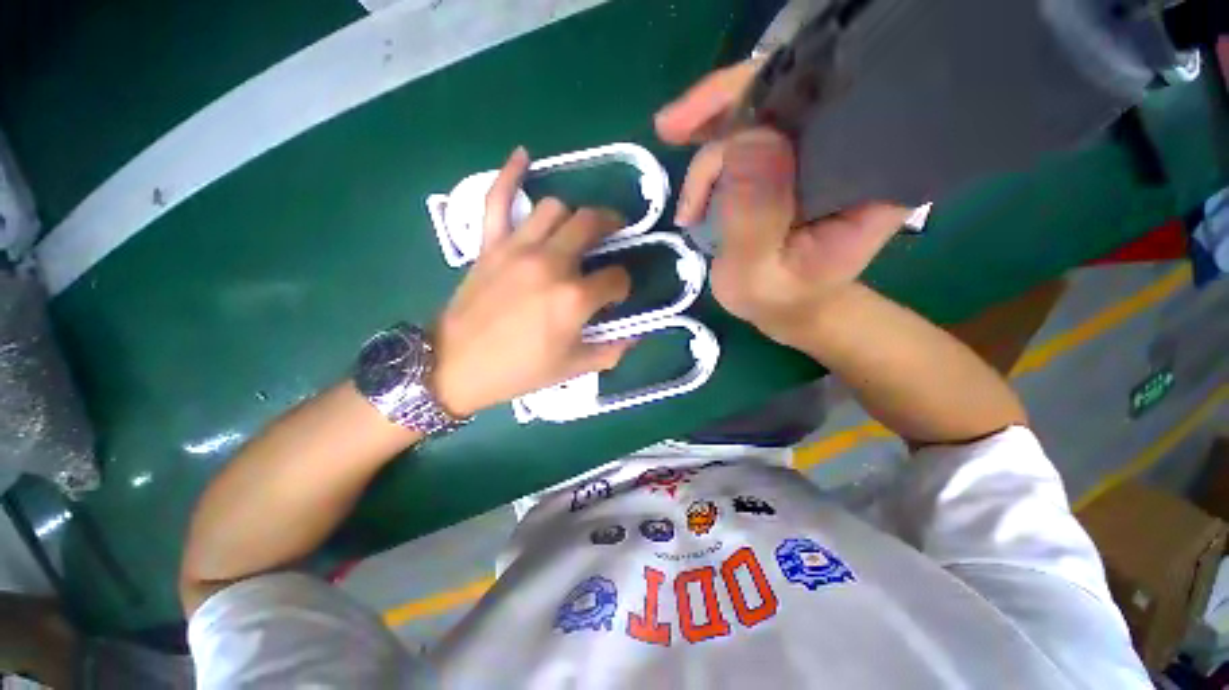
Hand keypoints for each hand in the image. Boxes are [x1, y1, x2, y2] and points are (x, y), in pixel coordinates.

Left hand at [432, 148, 635, 415]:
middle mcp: (551, 264)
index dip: (623, 286)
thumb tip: (636, 333)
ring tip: (580, 226)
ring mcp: (517, 248)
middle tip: (615, 237)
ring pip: (555, 208)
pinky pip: (497, 199)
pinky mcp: (490, 244)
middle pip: (592, 224)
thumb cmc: (519, 370)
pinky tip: (523, 156)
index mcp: (574, 298)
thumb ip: (611, 350)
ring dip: (575, 214)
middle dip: (612, 227)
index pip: (616, 278)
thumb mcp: (573, 368)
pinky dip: (510, 174)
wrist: (456, 366)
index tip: (617, 295)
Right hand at [655, 64, 908, 345]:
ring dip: (711, 134)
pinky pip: (751, 127)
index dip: (770, 90)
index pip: (830, 101)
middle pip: (792, 90)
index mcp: (868, 178)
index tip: (707, 118)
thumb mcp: (757, 276)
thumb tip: (747, 141)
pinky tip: (690, 168)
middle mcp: (851, 148)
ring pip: (764, 105)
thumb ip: (753, 219)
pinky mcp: (790, 156)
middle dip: (724, 105)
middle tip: (670, 128)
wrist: (789, 306)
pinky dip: (713, 141)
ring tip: (687, 197)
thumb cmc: (778, 299)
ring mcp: (818, 148)